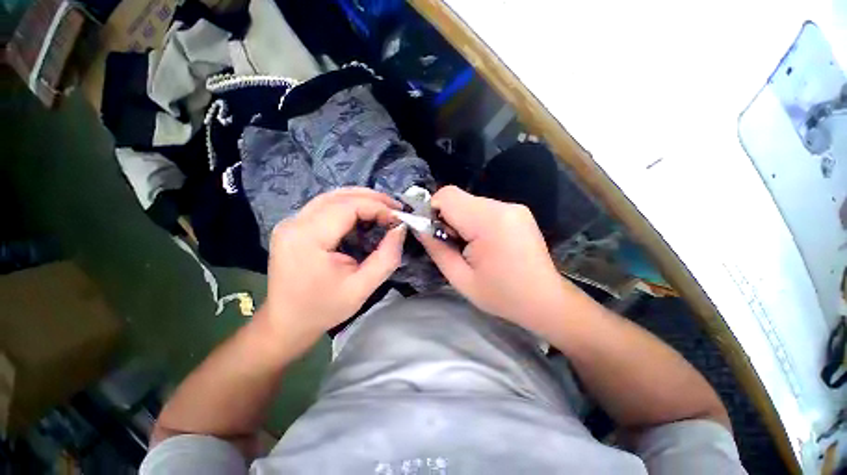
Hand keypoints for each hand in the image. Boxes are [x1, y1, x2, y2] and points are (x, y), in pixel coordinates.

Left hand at [259, 188, 405, 350]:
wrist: (286, 323)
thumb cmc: (324, 309)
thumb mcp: (362, 288)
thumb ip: (386, 257)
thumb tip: (400, 229)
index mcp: (308, 238)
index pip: (347, 207)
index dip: (377, 207)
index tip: (398, 218)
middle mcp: (295, 223)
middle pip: (339, 196)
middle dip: (372, 198)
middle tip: (395, 209)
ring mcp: (291, 222)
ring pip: (332, 197)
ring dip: (361, 199)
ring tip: (384, 209)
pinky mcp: (294, 226)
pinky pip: (325, 207)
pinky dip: (349, 207)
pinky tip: (363, 216)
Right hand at [416, 186, 567, 332]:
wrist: (545, 300)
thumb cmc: (502, 295)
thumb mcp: (460, 278)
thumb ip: (436, 248)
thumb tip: (419, 227)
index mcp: (489, 221)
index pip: (447, 195)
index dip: (432, 211)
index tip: (434, 234)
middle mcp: (503, 206)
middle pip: (458, 198)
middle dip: (447, 218)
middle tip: (454, 245)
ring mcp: (514, 207)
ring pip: (470, 203)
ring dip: (461, 220)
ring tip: (470, 247)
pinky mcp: (518, 211)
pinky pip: (484, 208)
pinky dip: (475, 221)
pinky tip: (484, 243)